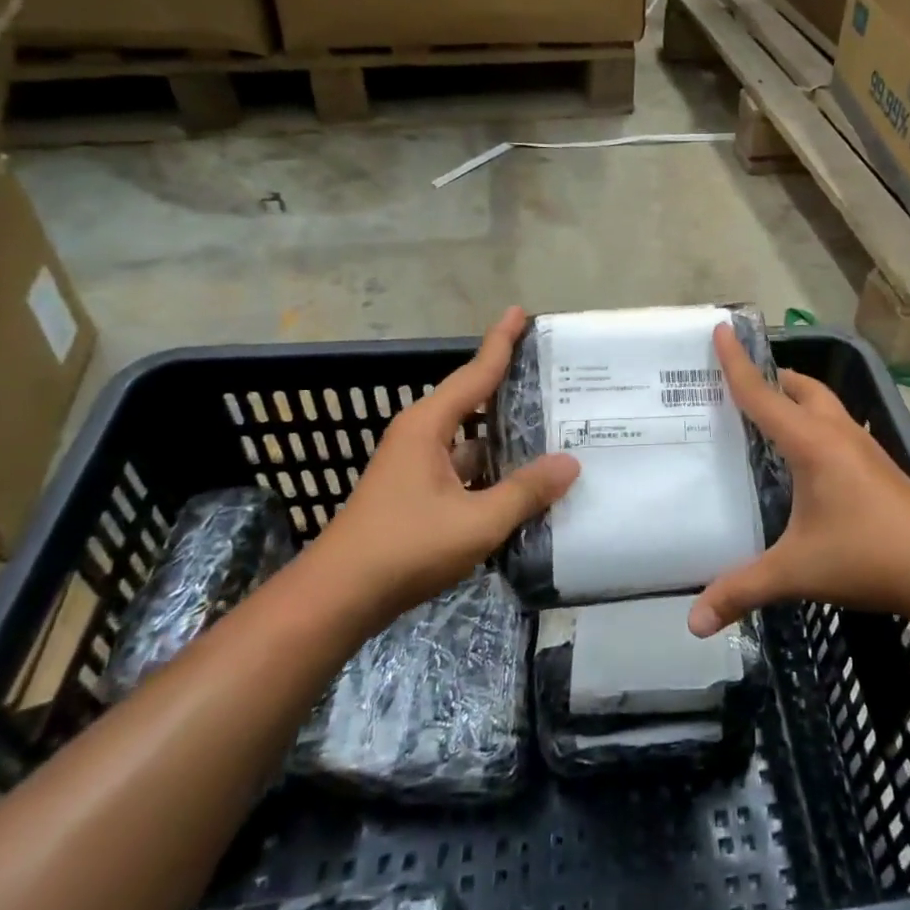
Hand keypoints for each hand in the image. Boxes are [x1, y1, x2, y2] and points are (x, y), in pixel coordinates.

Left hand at [317, 308, 579, 615]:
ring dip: (505, 436)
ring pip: (471, 440)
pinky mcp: (418, 494)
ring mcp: (416, 466)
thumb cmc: (405, 548)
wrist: (339, 597)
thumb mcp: (476, 521)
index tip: (521, 312)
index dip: (501, 342)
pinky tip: (523, 481)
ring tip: (552, 428)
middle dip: (509, 386)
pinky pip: (465, 468)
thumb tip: (571, 463)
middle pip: (473, 400)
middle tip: (553, 374)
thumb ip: (525, 492)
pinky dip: (493, 469)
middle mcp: (420, 436)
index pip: (475, 373)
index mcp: (428, 426)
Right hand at [689, 326, 909, 635]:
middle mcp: (839, 435)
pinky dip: (815, 426)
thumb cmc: (868, 556)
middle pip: (802, 388)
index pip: (763, 395)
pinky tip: (806, 459)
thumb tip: (694, 624)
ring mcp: (864, 451)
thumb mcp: (796, 571)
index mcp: (813, 444)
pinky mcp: (879, 469)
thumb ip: (743, 590)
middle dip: (771, 377)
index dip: (737, 364)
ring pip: (826, 407)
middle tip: (739, 383)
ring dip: (797, 399)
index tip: (720, 329)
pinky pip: (838, 430)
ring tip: (768, 415)